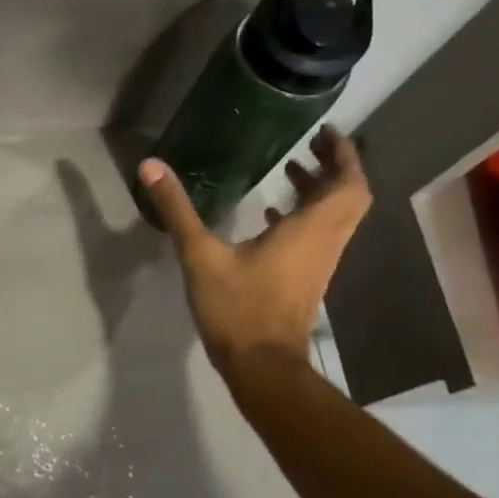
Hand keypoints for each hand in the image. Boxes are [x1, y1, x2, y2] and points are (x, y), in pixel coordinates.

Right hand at [137, 126, 370, 372]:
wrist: (262, 365)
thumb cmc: (237, 307)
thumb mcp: (200, 255)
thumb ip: (177, 210)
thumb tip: (151, 166)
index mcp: (309, 231)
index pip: (347, 185)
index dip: (343, 156)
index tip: (327, 132)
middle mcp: (323, 243)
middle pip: (347, 198)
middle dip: (334, 168)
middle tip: (309, 145)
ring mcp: (317, 264)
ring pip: (334, 218)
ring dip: (319, 191)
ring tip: (289, 170)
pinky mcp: (305, 279)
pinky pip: (317, 236)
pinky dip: (303, 216)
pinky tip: (269, 215)